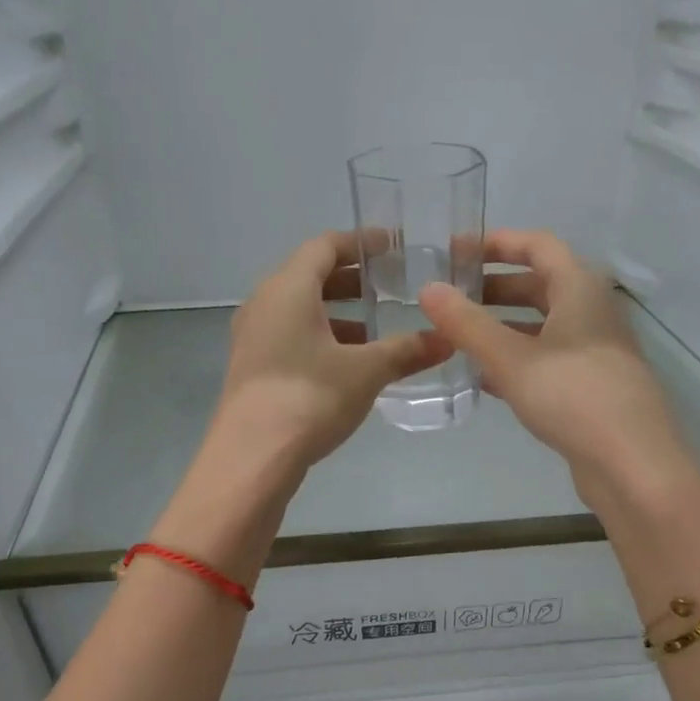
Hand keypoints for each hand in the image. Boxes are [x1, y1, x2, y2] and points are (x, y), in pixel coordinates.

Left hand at [213, 232, 451, 470]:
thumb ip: (406, 351)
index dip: (360, 243)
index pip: (324, 246)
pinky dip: (321, 340)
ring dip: (337, 316)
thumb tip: (447, 340)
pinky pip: (290, 338)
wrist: (252, 457)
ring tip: (375, 331)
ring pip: (300, 312)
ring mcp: (253, 338)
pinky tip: (347, 366)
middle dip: (352, 281)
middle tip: (391, 288)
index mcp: (288, 288)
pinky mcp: (252, 369)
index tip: (392, 246)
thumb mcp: (366, 372)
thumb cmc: (309, 398)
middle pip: (310, 277)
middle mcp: (264, 304)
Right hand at [420, 230, 689, 495]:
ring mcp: (596, 352)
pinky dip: (518, 361)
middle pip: (541, 286)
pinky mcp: (593, 387)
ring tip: (461, 339)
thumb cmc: (573, 396)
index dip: (498, 243)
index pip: (539, 246)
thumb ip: (468, 325)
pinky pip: (549, 360)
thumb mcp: (511, 359)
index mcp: (580, 290)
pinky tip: (486, 379)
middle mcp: (593, 313)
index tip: (457, 252)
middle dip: (495, 289)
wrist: (632, 462)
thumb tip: (428, 290)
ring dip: (504, 328)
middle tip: (453, 299)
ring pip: (544, 327)